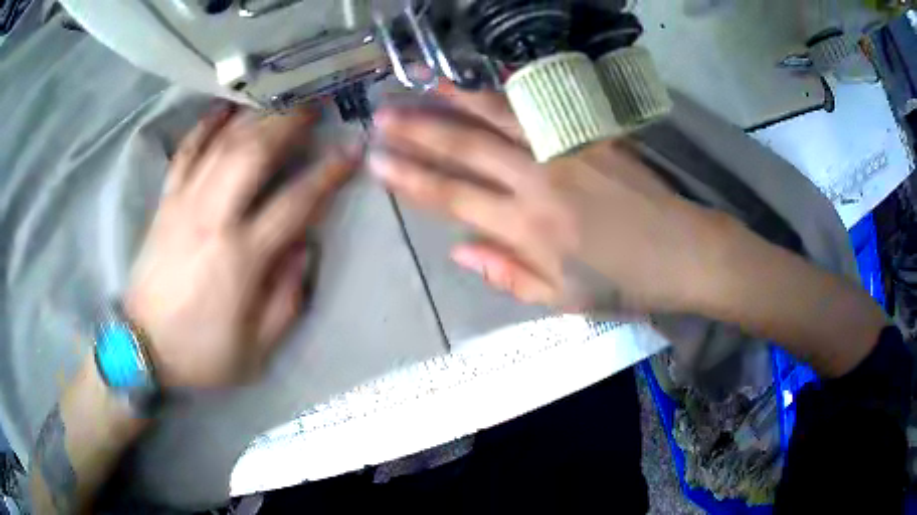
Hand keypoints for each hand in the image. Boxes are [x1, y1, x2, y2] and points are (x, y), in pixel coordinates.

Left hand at [125, 104, 357, 388]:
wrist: (143, 348)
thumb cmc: (201, 353)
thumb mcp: (257, 350)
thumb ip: (288, 300)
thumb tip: (304, 248)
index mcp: (241, 259)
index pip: (296, 201)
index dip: (329, 171)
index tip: (353, 148)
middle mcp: (212, 219)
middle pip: (255, 153)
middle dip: (290, 122)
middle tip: (316, 104)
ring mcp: (184, 204)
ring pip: (223, 144)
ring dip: (257, 115)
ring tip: (282, 98)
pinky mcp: (165, 202)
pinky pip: (186, 152)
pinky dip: (205, 125)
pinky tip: (225, 107)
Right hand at [369, 85, 728, 312]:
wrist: (684, 252)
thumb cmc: (624, 284)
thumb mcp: (562, 299)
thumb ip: (507, 273)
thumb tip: (459, 250)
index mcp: (528, 228)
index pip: (451, 196)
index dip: (409, 178)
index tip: (376, 162)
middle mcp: (538, 180)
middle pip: (466, 147)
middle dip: (417, 129)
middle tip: (381, 113)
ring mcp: (567, 150)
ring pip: (501, 116)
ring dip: (457, 98)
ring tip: (424, 82)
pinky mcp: (592, 135)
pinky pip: (545, 108)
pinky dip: (514, 92)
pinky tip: (492, 80)